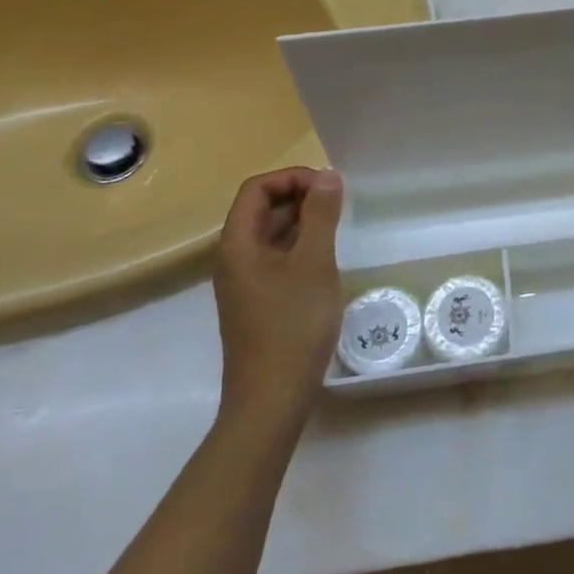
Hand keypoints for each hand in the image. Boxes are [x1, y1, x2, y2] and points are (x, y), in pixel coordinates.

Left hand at [212, 167, 345, 425]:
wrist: (271, 397)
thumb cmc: (293, 325)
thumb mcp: (314, 263)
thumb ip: (321, 216)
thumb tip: (328, 176)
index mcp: (238, 243)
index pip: (257, 189)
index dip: (292, 178)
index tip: (329, 186)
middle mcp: (234, 258)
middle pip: (261, 209)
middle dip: (300, 196)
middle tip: (340, 203)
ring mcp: (244, 282)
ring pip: (270, 235)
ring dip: (302, 221)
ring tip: (338, 226)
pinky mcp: (258, 301)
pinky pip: (276, 258)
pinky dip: (300, 246)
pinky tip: (326, 259)